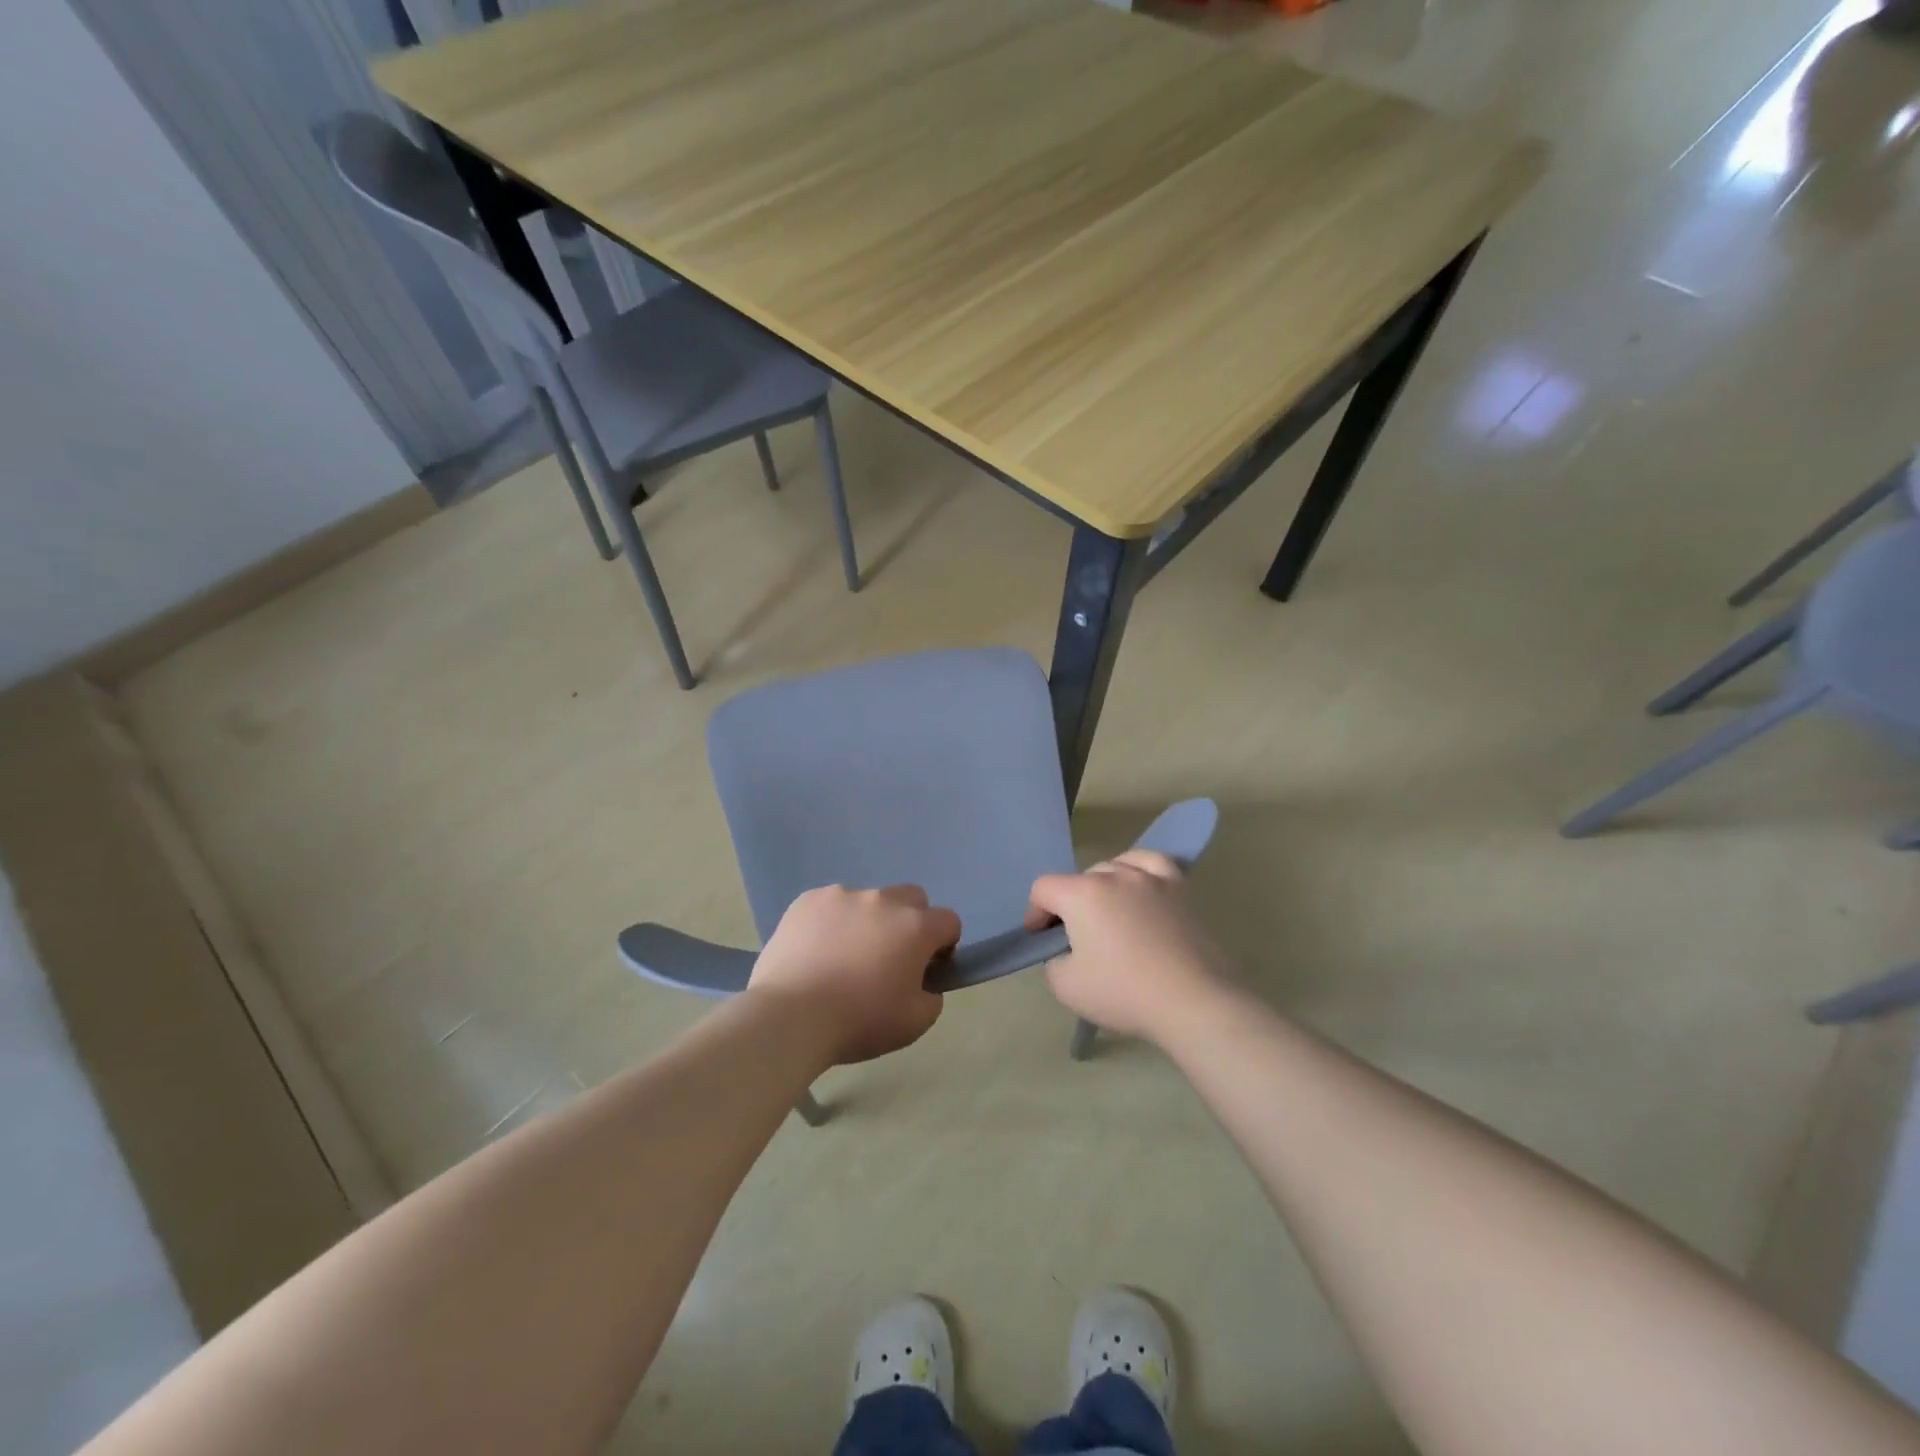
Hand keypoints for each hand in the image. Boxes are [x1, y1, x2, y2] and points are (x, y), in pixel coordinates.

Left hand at [748, 885, 959, 1064]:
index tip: (926, 969)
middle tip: (889, 958)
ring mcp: (842, 895)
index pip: (948, 921)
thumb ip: (932, 997)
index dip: (943, 945)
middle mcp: (882, 900)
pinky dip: (831, 922)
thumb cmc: (859, 1021)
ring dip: (867, 921)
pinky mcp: (807, 900)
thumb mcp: (915, 1024)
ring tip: (843, 958)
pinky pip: (831, 905)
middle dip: (909, 922)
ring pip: (868, 901)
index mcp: (915, 926)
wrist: (790, 1016)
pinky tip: (815, 952)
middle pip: (911, 899)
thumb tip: (923, 983)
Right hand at [1025, 851, 1227, 1042]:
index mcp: (1082, 894)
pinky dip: (1138, 869)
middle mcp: (1114, 875)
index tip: (1043, 940)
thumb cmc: (1125, 993)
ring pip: (1114, 867)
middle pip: (1079, 879)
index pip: (1043, 888)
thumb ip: (1053, 962)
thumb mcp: (1066, 986)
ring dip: (1102, 887)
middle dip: (1070, 904)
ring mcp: (1150, 878)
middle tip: (1076, 937)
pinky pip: (1151, 862)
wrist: (1194, 1001)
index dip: (1035, 913)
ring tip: (1109, 914)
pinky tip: (1139, 885)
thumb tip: (1065, 951)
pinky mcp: (1180, 888)